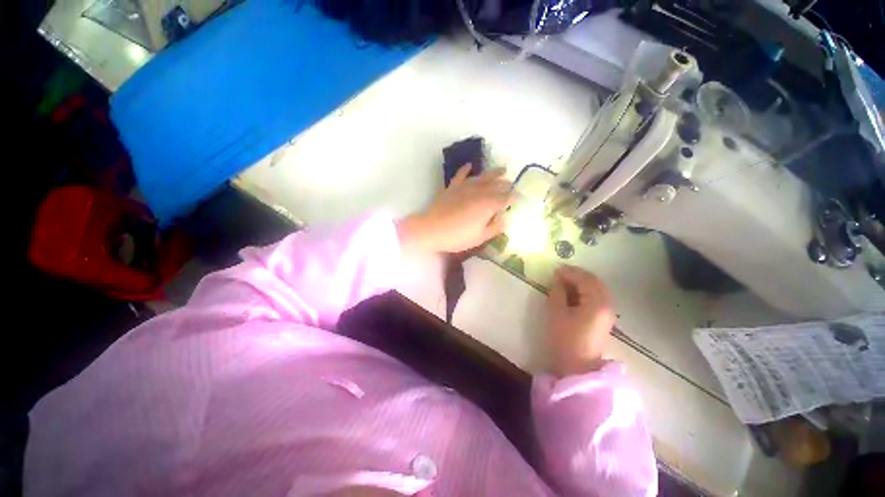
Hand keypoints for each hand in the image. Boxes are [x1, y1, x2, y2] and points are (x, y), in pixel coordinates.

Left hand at [398, 164, 513, 253]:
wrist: (431, 229)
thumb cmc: (457, 236)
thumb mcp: (480, 237)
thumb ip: (495, 228)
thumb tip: (505, 220)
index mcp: (489, 204)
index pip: (506, 198)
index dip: (514, 198)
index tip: (519, 200)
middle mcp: (480, 192)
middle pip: (497, 184)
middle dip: (506, 184)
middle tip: (512, 185)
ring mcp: (465, 187)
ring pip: (483, 176)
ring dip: (494, 172)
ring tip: (502, 169)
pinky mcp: (452, 187)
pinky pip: (461, 174)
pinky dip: (466, 169)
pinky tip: (470, 165)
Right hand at [546, 266, 614, 376]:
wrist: (579, 366)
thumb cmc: (565, 339)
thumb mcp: (556, 313)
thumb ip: (557, 292)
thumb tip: (558, 279)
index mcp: (596, 303)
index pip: (584, 279)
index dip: (569, 272)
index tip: (555, 269)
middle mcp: (606, 304)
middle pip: (594, 282)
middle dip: (577, 274)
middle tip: (561, 273)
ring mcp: (608, 312)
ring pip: (597, 288)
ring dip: (582, 282)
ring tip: (565, 281)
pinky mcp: (604, 319)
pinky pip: (598, 297)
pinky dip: (586, 290)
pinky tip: (574, 292)